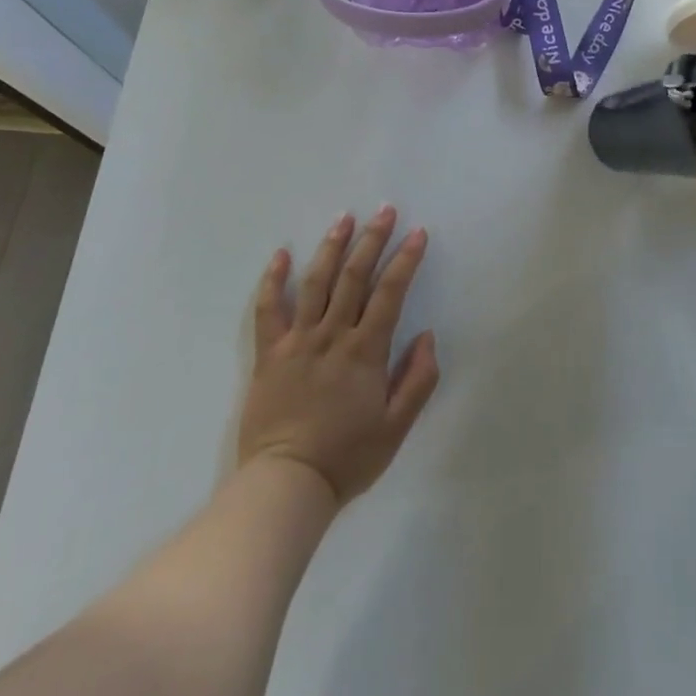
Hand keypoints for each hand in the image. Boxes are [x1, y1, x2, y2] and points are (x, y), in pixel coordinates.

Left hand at [237, 206, 439, 504]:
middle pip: (354, 276)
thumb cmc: (347, 457)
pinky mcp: (269, 353)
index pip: (390, 292)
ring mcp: (297, 341)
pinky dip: (274, 279)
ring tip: (344, 218)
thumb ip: (418, 379)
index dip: (406, 259)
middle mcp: (332, 335)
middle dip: (372, 239)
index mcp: (365, 351)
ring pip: (315, 282)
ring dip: (331, 247)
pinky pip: (268, 309)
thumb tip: (427, 336)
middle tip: (384, 210)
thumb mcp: (397, 427)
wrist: (286, 485)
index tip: (418, 233)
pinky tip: (282, 254)